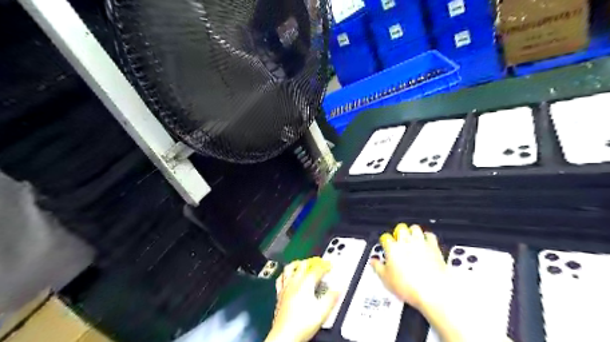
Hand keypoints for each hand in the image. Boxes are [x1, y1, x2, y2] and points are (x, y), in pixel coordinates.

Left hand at [265, 258, 337, 339]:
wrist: (284, 336)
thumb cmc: (302, 324)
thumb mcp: (322, 311)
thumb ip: (332, 298)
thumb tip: (339, 288)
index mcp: (306, 284)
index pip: (317, 270)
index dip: (325, 266)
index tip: (330, 265)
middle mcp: (294, 283)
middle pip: (302, 265)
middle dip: (311, 262)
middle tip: (318, 262)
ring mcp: (285, 288)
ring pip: (289, 269)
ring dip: (296, 264)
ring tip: (301, 263)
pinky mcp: (279, 295)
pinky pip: (280, 279)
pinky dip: (285, 274)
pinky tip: (286, 276)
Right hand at [369, 223, 446, 310]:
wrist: (432, 291)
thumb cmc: (409, 286)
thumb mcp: (385, 279)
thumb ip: (377, 267)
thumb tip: (373, 262)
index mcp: (392, 248)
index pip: (385, 237)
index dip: (384, 241)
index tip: (385, 245)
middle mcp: (406, 242)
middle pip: (400, 228)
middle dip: (398, 232)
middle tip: (397, 239)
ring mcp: (420, 243)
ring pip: (415, 228)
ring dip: (412, 232)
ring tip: (410, 238)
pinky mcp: (434, 247)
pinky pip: (429, 235)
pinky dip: (427, 237)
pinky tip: (425, 242)